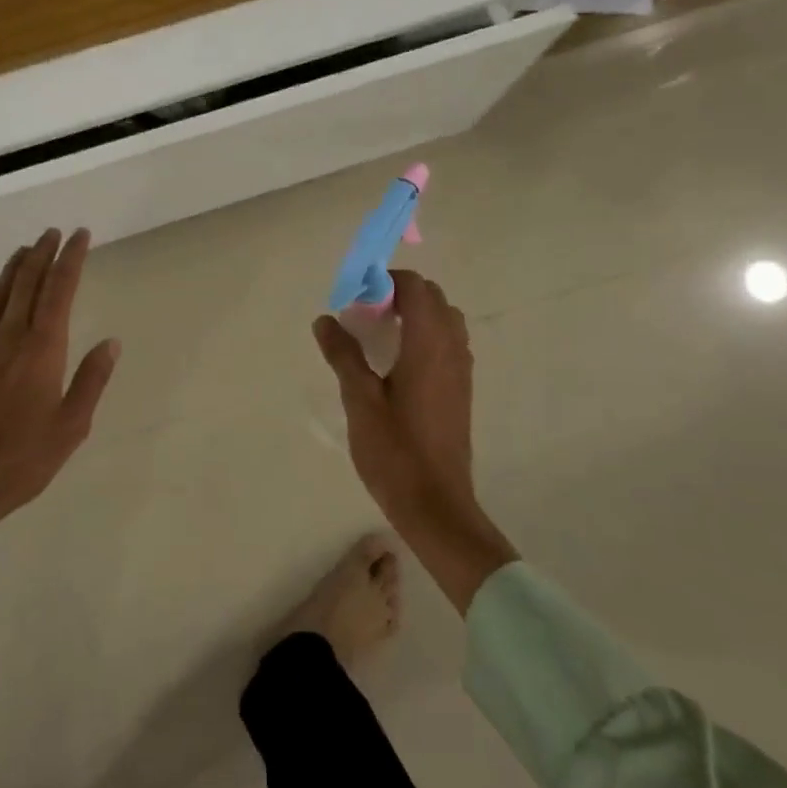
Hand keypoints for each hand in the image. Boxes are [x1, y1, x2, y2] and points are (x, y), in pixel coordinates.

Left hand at [0, 228, 120, 523]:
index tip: (80, 236)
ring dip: (13, 268)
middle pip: (26, 285)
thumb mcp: (71, 426)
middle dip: (42, 254)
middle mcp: (8, 339)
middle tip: (53, 233)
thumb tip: (110, 342)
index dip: (70, 260)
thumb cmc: (24, 458)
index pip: (59, 292)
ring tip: (25, 249)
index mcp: (41, 350)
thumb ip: (91, 380)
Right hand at [312, 270, 517, 611]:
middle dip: (399, 295)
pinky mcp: (461, 389)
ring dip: (415, 315)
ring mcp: (461, 370)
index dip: (385, 282)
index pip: (415, 288)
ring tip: (379, 336)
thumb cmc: (395, 452)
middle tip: (364, 315)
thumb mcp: (359, 400)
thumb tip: (325, 319)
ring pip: (444, 320)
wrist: (436, 505)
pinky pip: (448, 343)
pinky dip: (425, 336)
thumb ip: (343, 355)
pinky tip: (397, 364)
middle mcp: (452, 349)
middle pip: (433, 298)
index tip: (356, 298)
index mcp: (428, 345)